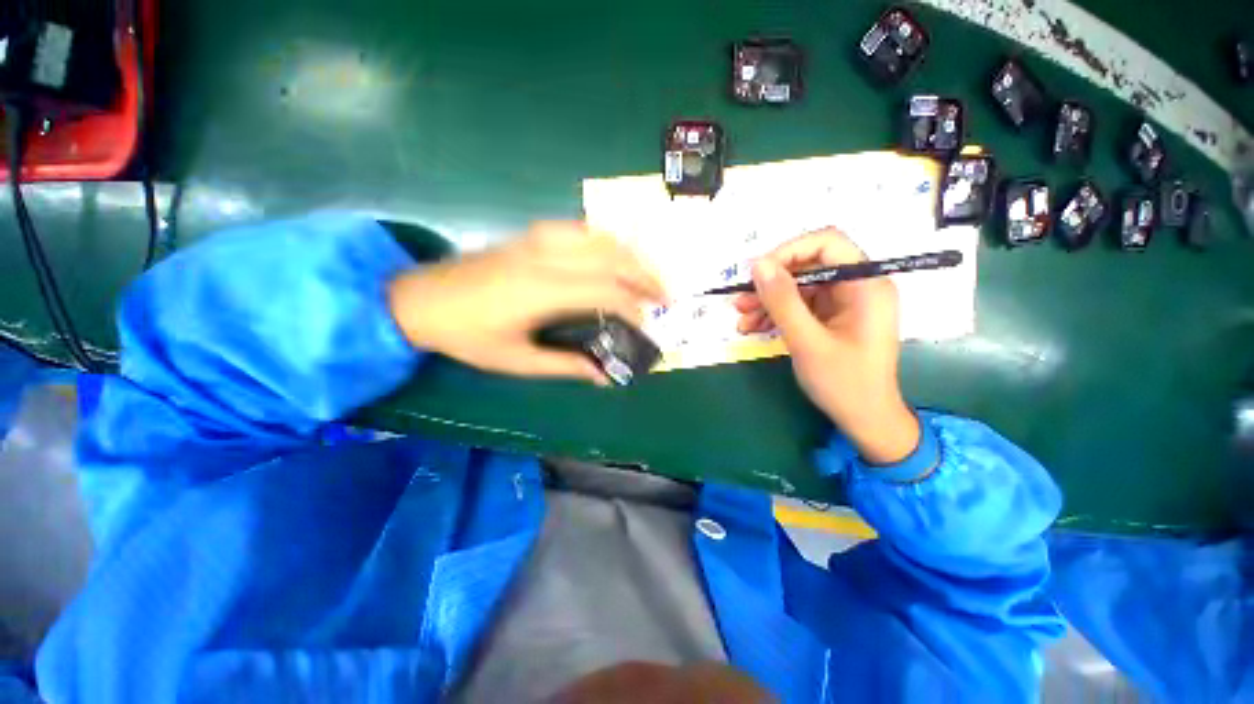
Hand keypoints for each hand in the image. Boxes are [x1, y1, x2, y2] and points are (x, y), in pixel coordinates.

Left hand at [388, 222, 665, 383]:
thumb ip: (566, 365)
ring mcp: (539, 239)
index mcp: (542, 290)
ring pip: (601, 237)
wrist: (419, 299)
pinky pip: (582, 230)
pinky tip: (615, 256)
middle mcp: (546, 257)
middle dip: (646, 276)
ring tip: (648, 276)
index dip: (634, 308)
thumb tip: (604, 376)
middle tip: (666, 296)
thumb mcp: (516, 361)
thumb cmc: (467, 336)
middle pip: (612, 257)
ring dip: (631, 256)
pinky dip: (607, 242)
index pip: (606, 291)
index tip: (646, 326)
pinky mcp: (532, 234)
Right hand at [734, 228, 919, 463]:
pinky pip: (801, 306)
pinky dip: (777, 315)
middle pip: (808, 267)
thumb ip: (782, 301)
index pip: (827, 243)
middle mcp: (858, 286)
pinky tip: (755, 328)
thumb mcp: (807, 341)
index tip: (757, 273)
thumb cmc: (843, 383)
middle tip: (740, 301)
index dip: (788, 252)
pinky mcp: (834, 317)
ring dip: (768, 302)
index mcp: (866, 284)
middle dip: (771, 283)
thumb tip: (758, 264)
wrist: (864, 420)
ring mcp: (846, 302)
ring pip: (800, 287)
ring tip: (741, 320)